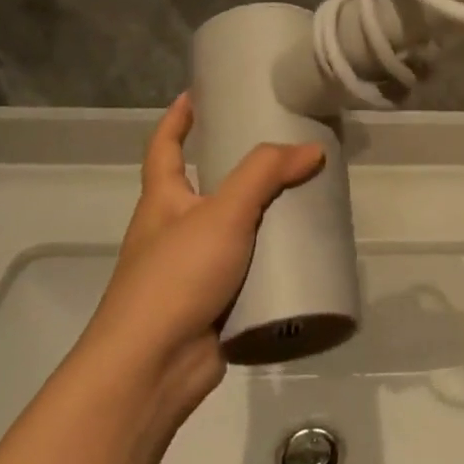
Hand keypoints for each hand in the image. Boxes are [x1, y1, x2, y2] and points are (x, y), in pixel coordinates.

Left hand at [83, 94, 323, 417]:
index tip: (197, 94)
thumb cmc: (175, 277)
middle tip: (283, 148)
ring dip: (263, 215)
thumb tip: (312, 149)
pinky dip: (271, 260)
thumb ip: (266, 174)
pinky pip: (249, 270)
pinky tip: (304, 253)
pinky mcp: (214, 304)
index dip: (177, 119)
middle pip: (207, 187)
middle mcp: (173, 231)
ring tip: (306, 196)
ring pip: (234, 231)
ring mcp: (193, 270)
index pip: (164, 148)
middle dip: (239, 168)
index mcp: (163, 202)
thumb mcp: (222, 213)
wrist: (152, 369)